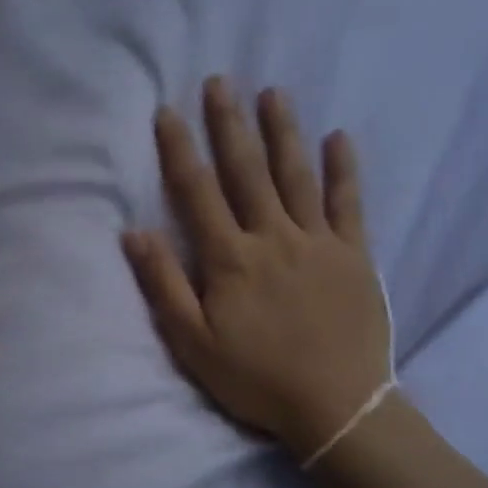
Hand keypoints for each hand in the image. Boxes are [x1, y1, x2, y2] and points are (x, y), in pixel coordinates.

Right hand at [121, 77, 392, 460]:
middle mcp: (272, 237)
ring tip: (273, 93)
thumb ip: (164, 286)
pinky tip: (339, 138)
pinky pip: (349, 203)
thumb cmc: (256, 379)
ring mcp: (318, 242)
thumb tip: (134, 233)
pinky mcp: (354, 255)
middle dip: (230, 125)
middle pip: (247, 171)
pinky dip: (344, 169)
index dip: (179, 150)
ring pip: (296, 176)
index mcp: (230, 259)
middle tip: (220, 82)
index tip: (167, 112)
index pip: (197, 192)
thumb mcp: (194, 343)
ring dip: (283, 132)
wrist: (336, 404)